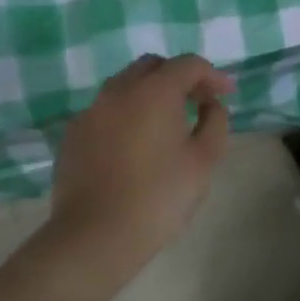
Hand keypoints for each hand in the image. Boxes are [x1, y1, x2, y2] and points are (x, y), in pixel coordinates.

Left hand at [48, 54, 234, 266]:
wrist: (96, 235)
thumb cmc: (160, 196)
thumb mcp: (204, 160)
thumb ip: (215, 122)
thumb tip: (211, 105)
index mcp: (154, 92)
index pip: (188, 64)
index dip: (212, 75)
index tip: (226, 94)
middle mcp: (118, 91)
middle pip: (152, 67)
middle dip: (178, 78)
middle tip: (197, 103)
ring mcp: (90, 112)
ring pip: (125, 86)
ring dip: (150, 94)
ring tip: (166, 123)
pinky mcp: (73, 135)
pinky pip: (105, 111)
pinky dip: (126, 115)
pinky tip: (135, 145)